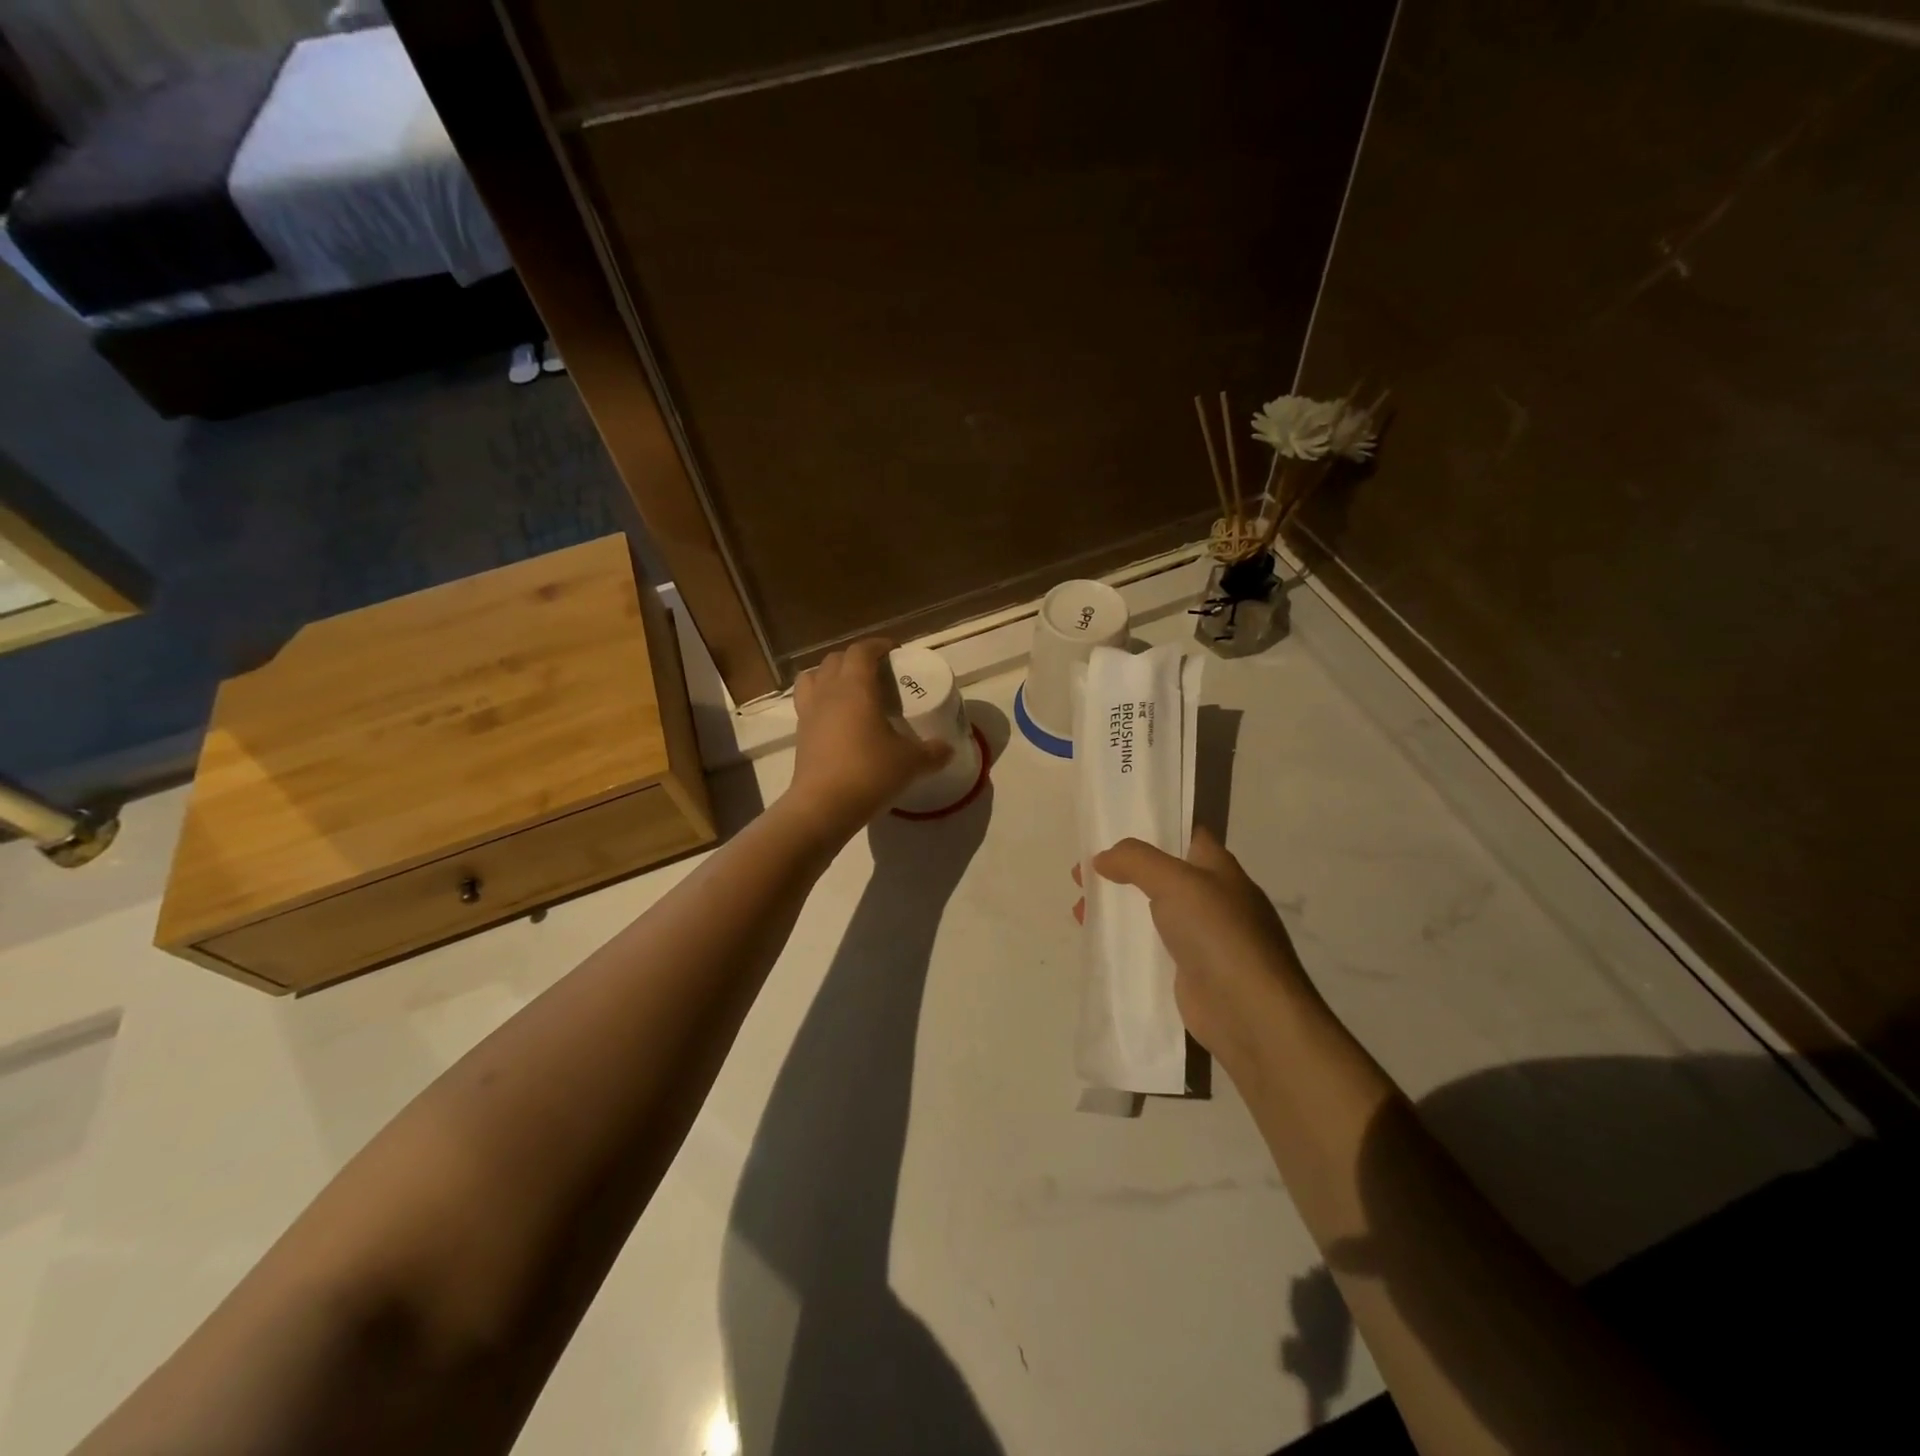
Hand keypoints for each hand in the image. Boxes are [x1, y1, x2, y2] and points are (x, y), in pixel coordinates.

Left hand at [784, 638, 952, 839]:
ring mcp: (809, 712)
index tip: (895, 651)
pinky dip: (821, 699)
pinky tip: (837, 718)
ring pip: (813, 677)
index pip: (862, 650)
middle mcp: (828, 692)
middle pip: (835, 659)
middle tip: (877, 671)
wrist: (824, 806)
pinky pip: (807, 702)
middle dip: (856, 658)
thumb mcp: (911, 763)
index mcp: (855, 687)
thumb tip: (948, 749)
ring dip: (830, 674)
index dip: (878, 645)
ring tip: (849, 688)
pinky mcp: (800, 734)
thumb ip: (932, 752)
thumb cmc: (869, 773)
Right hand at [1092, 827, 1314, 1072]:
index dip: (1152, 827)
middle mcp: (1213, 898)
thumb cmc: (1219, 934)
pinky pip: (1150, 946)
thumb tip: (1101, 858)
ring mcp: (1203, 937)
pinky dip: (1124, 941)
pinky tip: (1097, 942)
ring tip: (1080, 908)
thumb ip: (1136, 861)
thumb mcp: (1176, 882)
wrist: (1250, 1013)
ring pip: (1151, 910)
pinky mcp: (1188, 971)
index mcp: (1219, 868)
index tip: (1112, 828)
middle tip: (1081, 873)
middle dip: (1122, 870)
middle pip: (1160, 873)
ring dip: (1118, 907)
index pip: (1185, 834)